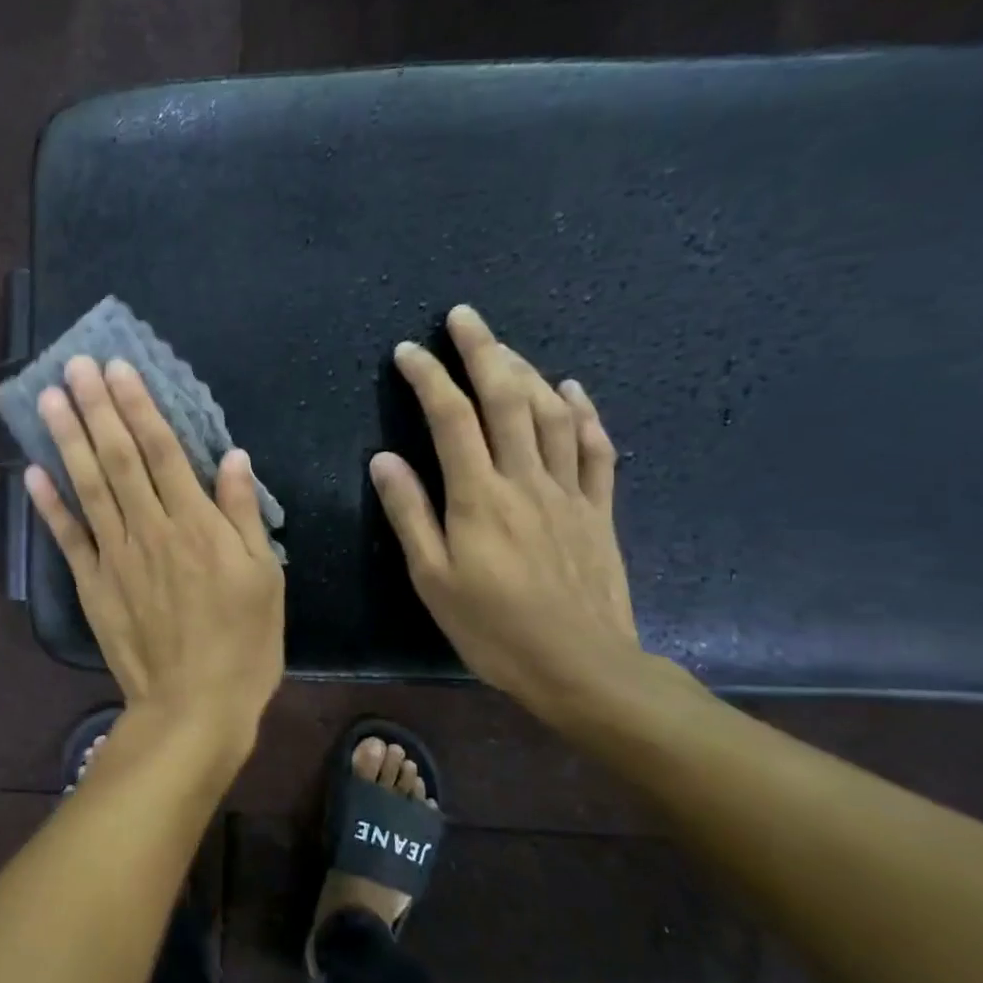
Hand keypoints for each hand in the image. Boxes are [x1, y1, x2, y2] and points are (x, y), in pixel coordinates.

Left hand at [26, 356, 285, 760]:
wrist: (193, 706)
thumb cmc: (243, 643)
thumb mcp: (264, 577)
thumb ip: (242, 514)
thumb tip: (231, 458)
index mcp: (195, 524)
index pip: (162, 450)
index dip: (138, 406)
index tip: (117, 368)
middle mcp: (149, 530)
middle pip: (118, 458)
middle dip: (96, 408)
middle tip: (74, 365)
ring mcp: (115, 557)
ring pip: (88, 487)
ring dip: (67, 441)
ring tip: (50, 399)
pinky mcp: (93, 586)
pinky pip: (67, 538)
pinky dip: (49, 505)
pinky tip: (32, 472)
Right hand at [370, 305, 640, 716]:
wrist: (580, 666)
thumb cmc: (492, 628)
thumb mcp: (432, 578)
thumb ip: (410, 514)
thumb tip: (384, 459)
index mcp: (478, 497)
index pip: (450, 419)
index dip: (428, 378)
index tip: (408, 351)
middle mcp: (524, 480)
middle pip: (506, 399)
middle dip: (482, 351)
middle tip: (464, 317)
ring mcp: (568, 491)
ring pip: (549, 414)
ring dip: (526, 371)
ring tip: (504, 346)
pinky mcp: (598, 509)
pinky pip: (595, 449)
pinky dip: (583, 412)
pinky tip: (571, 390)